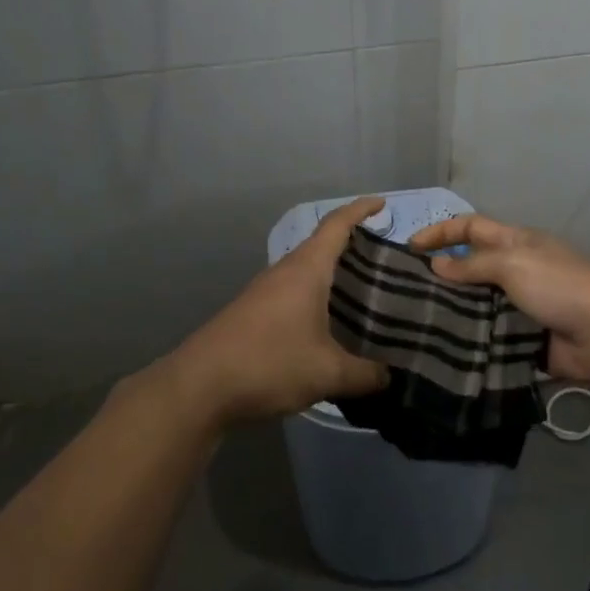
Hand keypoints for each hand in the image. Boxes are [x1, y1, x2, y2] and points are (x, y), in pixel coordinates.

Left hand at [162, 197, 390, 427]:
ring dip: (333, 275)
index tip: (382, 204)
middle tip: (385, 262)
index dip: (360, 209)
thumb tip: (389, 377)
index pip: (337, 224)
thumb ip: (364, 375)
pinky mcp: (253, 312)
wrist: (200, 386)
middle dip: (353, 246)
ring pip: (307, 270)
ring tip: (364, 294)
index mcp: (307, 269)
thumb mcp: (326, 373)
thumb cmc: (269, 363)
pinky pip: (294, 291)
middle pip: (322, 245)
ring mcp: (265, 290)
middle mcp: (285, 271)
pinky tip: (328, 324)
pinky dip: (316, 296)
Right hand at [409, 214, 589, 384]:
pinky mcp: (524, 341)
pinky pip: (490, 340)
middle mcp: (515, 272)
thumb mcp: (514, 264)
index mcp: (515, 243)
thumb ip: (473, 265)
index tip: (409, 248)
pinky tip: (443, 354)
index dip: (440, 232)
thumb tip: (437, 265)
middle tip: (405, 294)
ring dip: (453, 315)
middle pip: (471, 269)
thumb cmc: (560, 285)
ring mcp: (520, 308)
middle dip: (441, 277)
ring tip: (416, 327)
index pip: (470, 228)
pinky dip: (471, 345)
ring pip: (477, 307)